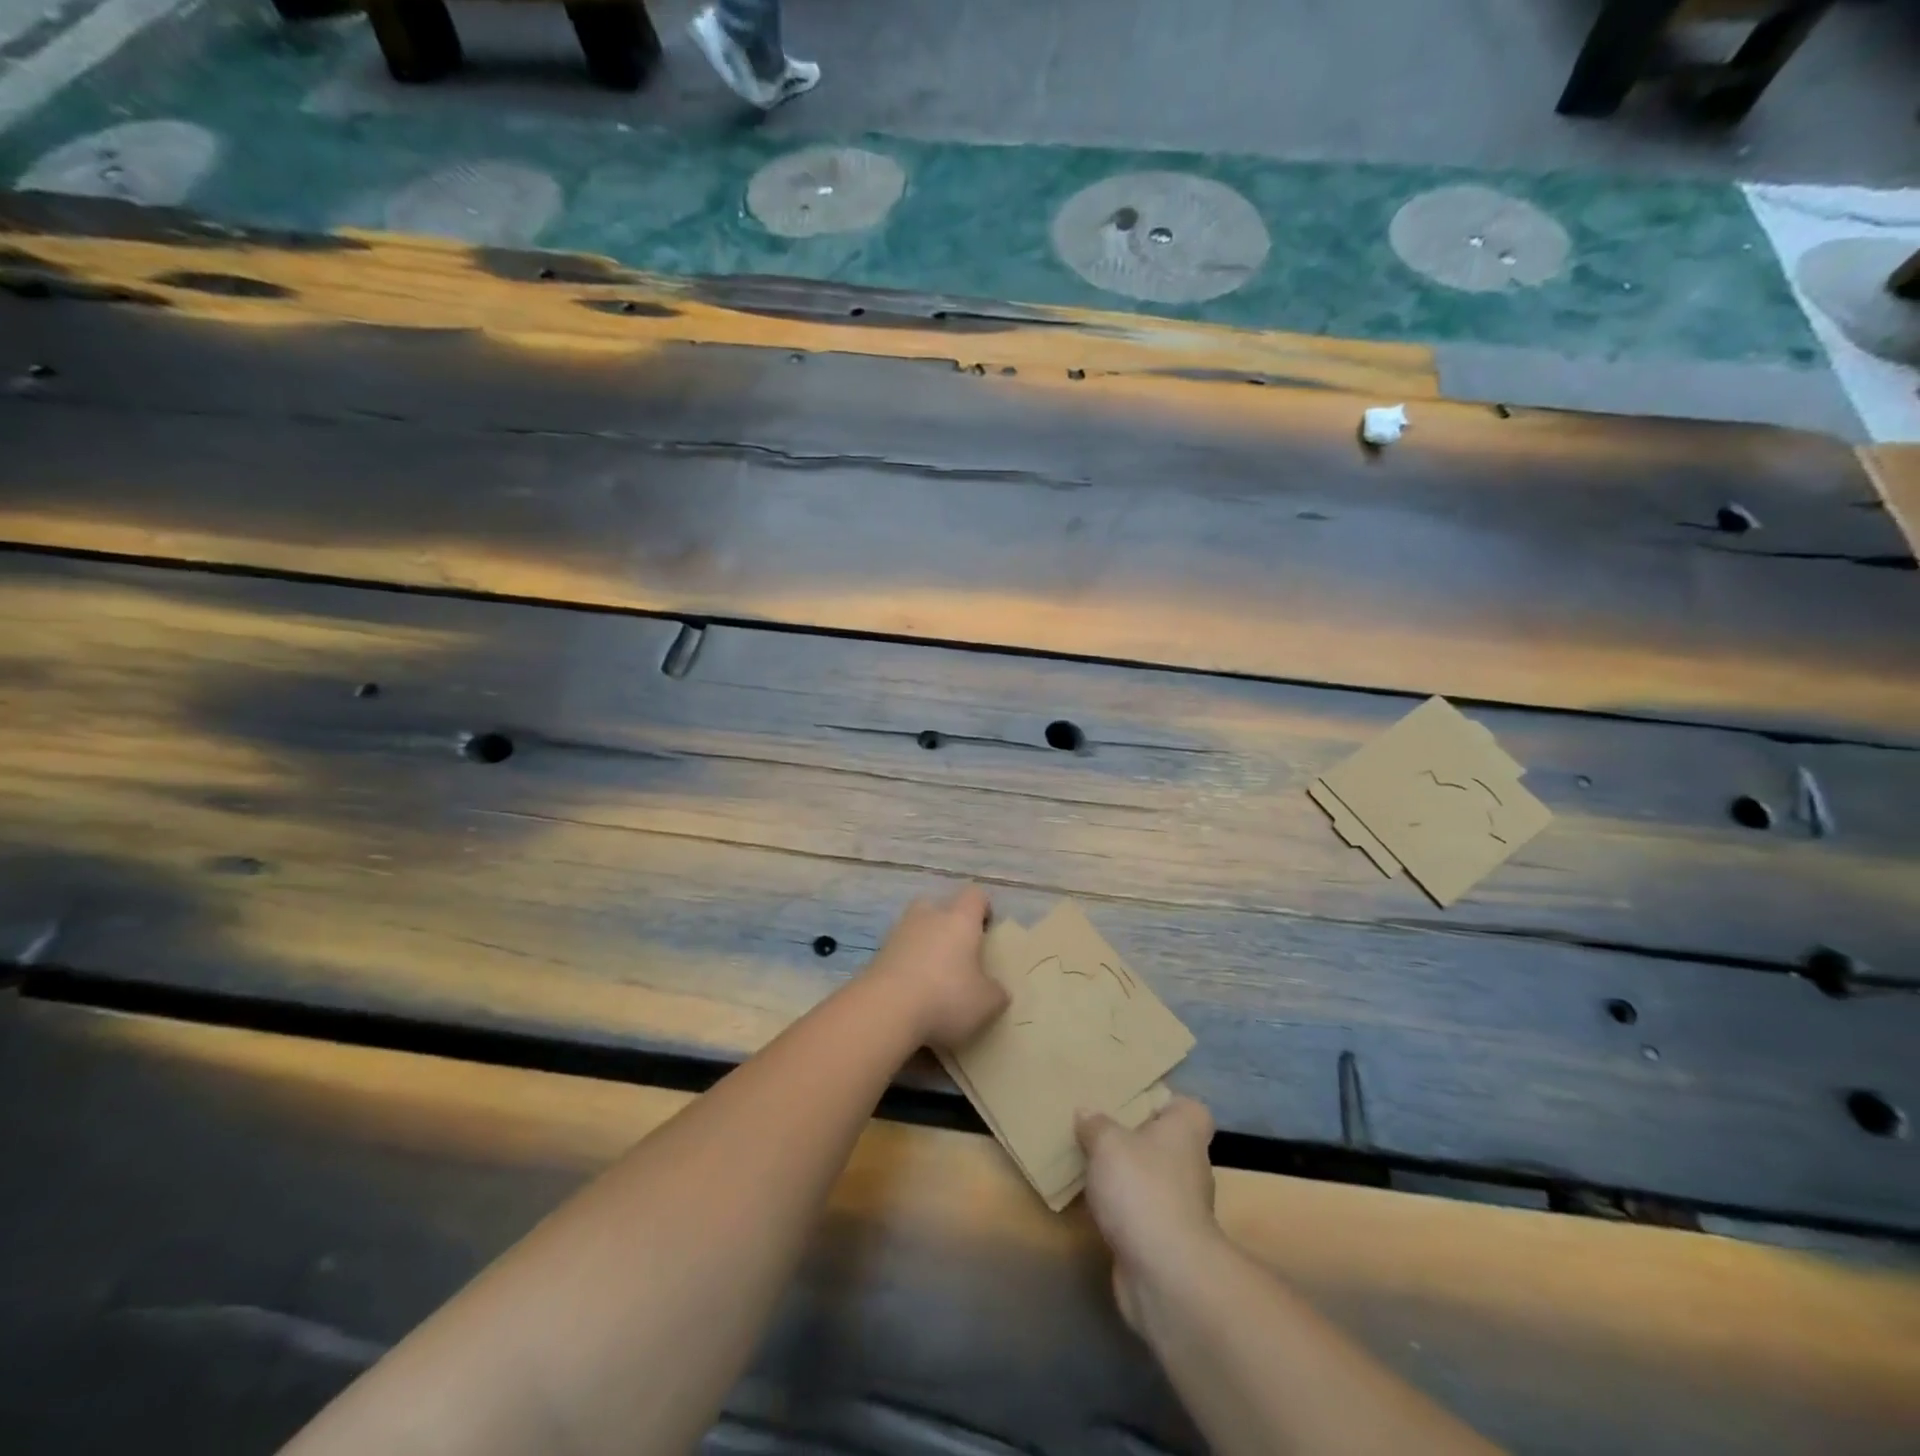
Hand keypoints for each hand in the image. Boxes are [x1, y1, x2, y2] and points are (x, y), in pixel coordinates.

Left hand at [863, 885, 1008, 1049]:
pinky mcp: (877, 955)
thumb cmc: (946, 997)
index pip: (975, 895)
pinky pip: (898, 952)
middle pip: (939, 905)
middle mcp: (928, 916)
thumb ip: (995, 992)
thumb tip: (995, 989)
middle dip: (948, 923)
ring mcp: (898, 933)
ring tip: (934, 977)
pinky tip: (913, 993)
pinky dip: (906, 965)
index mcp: (960, 919)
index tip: (988, 932)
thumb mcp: (986, 1003)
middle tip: (958, 953)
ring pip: (915, 928)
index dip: (984, 909)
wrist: (884, 1010)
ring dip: (924, 945)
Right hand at [1075, 1097, 1219, 1331]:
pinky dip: (1122, 1210)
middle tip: (1098, 1129)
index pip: (1188, 1108)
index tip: (1132, 1103)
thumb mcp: (1107, 1142)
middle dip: (1135, 1139)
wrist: (1165, 1273)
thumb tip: (1087, 1113)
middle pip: (1164, 1143)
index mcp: (1186, 1132)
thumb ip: (1095, 1124)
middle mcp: (1190, 1166)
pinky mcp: (1165, 1240)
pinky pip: (1140, 1212)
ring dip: (1126, 1177)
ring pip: (1151, 1180)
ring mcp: (1181, 1207)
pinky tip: (1093, 1205)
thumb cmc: (1142, 1189)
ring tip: (1089, 1165)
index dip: (1164, 1103)